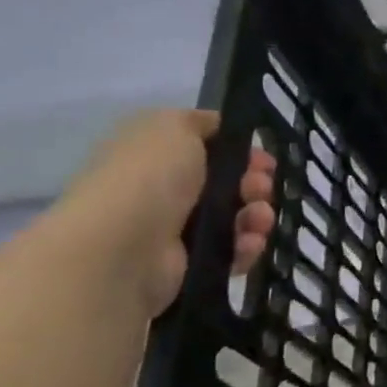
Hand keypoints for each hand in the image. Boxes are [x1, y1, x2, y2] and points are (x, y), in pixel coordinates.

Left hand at [59, 111, 276, 315]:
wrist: (122, 246)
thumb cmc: (149, 177)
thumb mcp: (172, 126)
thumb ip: (201, 122)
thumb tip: (220, 130)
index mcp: (156, 156)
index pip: (210, 150)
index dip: (242, 151)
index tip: (264, 158)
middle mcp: (165, 191)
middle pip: (230, 184)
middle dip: (256, 184)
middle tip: (261, 188)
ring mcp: (177, 230)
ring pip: (237, 218)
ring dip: (257, 216)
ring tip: (258, 220)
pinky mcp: (191, 264)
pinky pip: (233, 251)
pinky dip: (246, 247)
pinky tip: (247, 243)